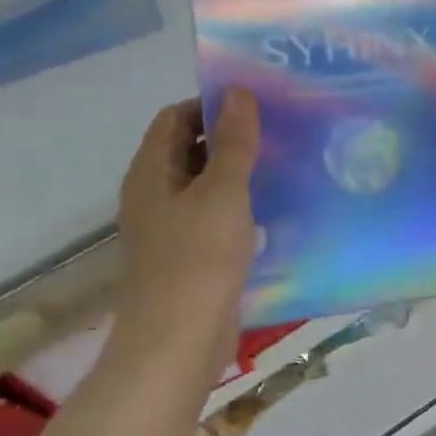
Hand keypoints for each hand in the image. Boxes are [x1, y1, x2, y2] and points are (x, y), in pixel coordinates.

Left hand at [106, 89, 260, 394]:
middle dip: (229, 137)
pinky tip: (273, 211)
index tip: (257, 106)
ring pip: (204, 185)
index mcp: (151, 172)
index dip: (211, 105)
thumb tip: (238, 93)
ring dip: (238, 173)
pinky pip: (213, 217)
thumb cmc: (198, 259)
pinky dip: (238, 207)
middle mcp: (154, 194)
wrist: (177, 343)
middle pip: (189, 149)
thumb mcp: (223, 192)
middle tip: (279, 132)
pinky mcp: (187, 256)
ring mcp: (169, 228)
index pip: (175, 117)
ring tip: (284, 165)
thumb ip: (233, 143)